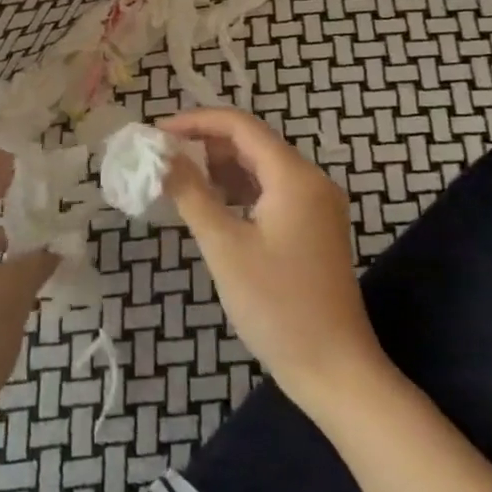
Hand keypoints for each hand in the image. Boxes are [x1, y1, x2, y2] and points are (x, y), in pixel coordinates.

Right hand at [160, 108, 385, 412]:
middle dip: (205, 144)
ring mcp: (315, 205)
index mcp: (294, 176)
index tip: (157, 132)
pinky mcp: (312, 228)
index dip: (196, 121)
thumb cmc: (277, 305)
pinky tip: (209, 204)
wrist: (335, 370)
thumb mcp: (225, 246)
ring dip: (219, 167)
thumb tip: (162, 156)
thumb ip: (191, 193)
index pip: (240, 125)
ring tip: (177, 178)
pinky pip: (270, 192)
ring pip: (260, 168)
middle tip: (162, 156)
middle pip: (251, 142)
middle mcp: (310, 181)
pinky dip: (237, 190)